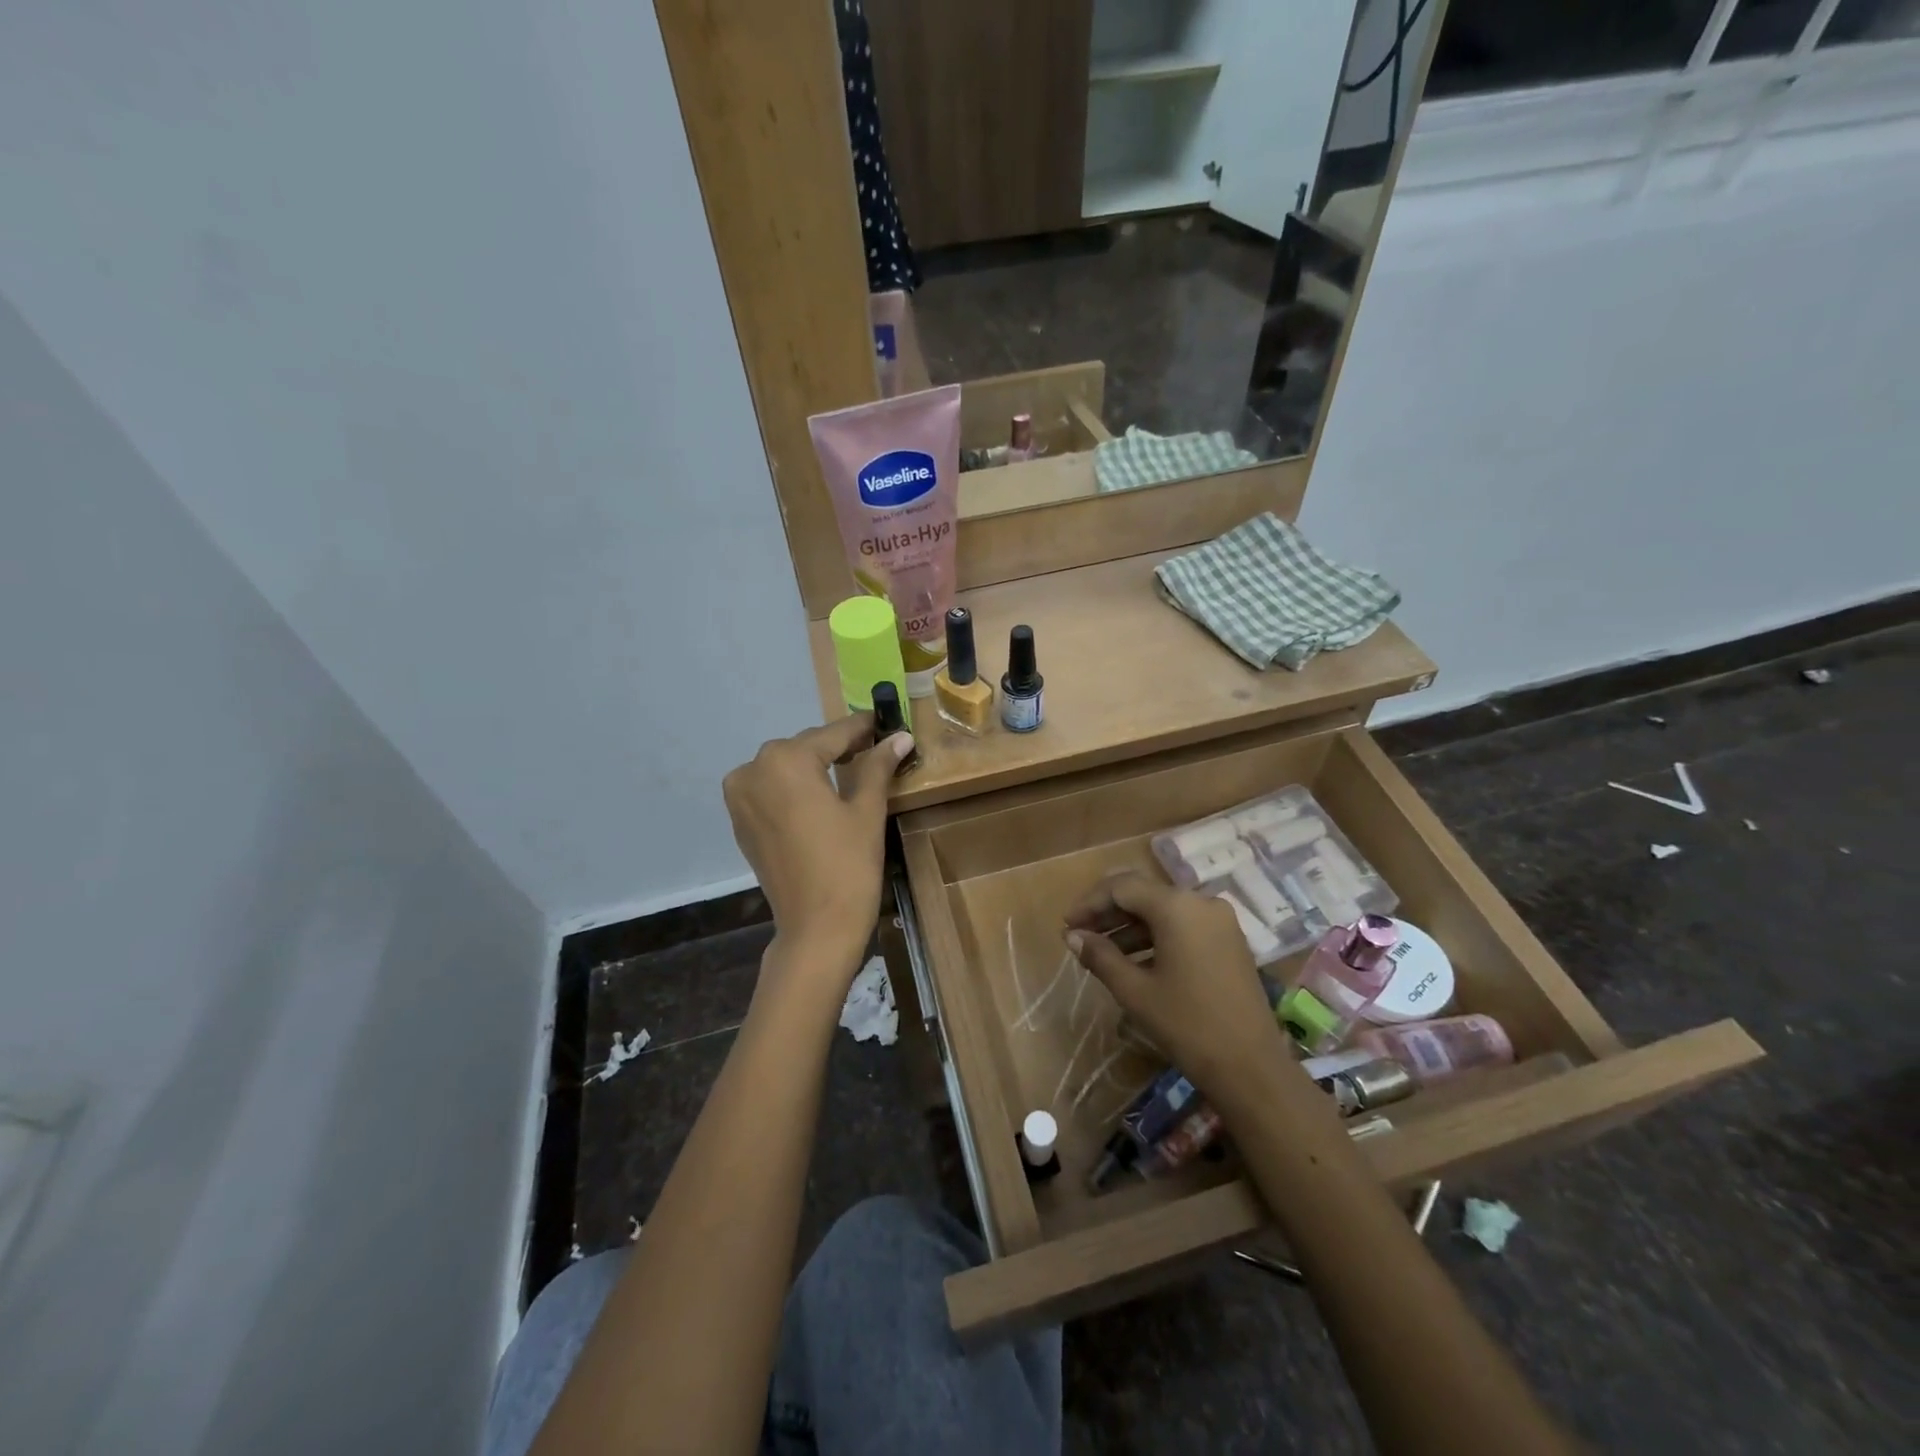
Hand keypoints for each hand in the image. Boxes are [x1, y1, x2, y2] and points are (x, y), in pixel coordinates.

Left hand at [723, 715, 913, 988]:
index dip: (863, 728)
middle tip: (875, 749)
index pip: (833, 734)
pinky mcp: (740, 821)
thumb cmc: (847, 865)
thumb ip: (878, 766)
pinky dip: (796, 788)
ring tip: (853, 772)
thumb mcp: (867, 810)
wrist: (815, 929)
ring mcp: (740, 796)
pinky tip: (823, 796)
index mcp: (785, 760)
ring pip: (787, 768)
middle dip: (840, 748)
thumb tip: (900, 736)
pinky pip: (773, 790)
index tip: (886, 722)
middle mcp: (753, 769)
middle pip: (807, 748)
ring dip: (817, 767)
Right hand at [1064, 871, 1290, 1105]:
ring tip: (1100, 951)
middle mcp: (1200, 901)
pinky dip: (1155, 936)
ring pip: (1163, 910)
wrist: (1251, 1067)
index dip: (1090, 903)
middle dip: (1108, 912)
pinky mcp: (1229, 940)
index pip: (1122, 887)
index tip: (1066, 925)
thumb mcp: (1135, 991)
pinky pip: (1183, 924)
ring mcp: (1219, 920)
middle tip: (1079, 934)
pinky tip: (1133, 960)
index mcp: (1176, 906)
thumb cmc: (1186, 1025)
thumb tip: (1072, 936)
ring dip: (1130, 925)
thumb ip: (1100, 956)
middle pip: (1143, 893)